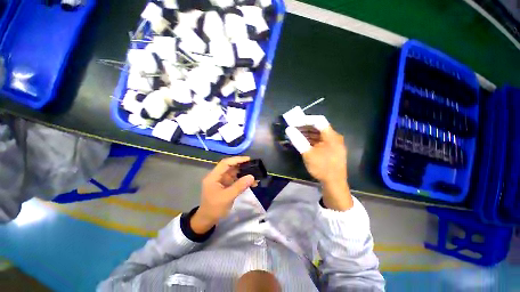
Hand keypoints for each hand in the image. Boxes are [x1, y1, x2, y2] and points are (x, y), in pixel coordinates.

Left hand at [191, 157, 254, 233]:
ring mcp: (221, 180)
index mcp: (213, 176)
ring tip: (255, 174)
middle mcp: (217, 176)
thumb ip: (239, 186)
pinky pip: (235, 179)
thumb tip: (252, 177)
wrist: (207, 220)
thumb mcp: (227, 197)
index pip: (225, 163)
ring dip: (244, 173)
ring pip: (234, 173)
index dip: (237, 159)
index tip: (248, 159)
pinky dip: (243, 180)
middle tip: (253, 166)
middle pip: (230, 166)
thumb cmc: (214, 208)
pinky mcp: (226, 185)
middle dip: (242, 166)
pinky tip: (251, 182)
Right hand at [300, 126, 352, 210]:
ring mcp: (333, 143)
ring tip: (296, 135)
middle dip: (304, 127)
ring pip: (319, 134)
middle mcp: (334, 137)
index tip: (294, 122)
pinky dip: (311, 140)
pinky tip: (303, 142)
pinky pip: (320, 140)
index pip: (318, 120)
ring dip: (307, 133)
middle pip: (318, 127)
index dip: (305, 119)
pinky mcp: (331, 149)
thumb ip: (298, 140)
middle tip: (293, 128)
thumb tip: (289, 129)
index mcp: (331, 135)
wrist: (334, 183)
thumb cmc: (322, 167)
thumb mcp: (308, 153)